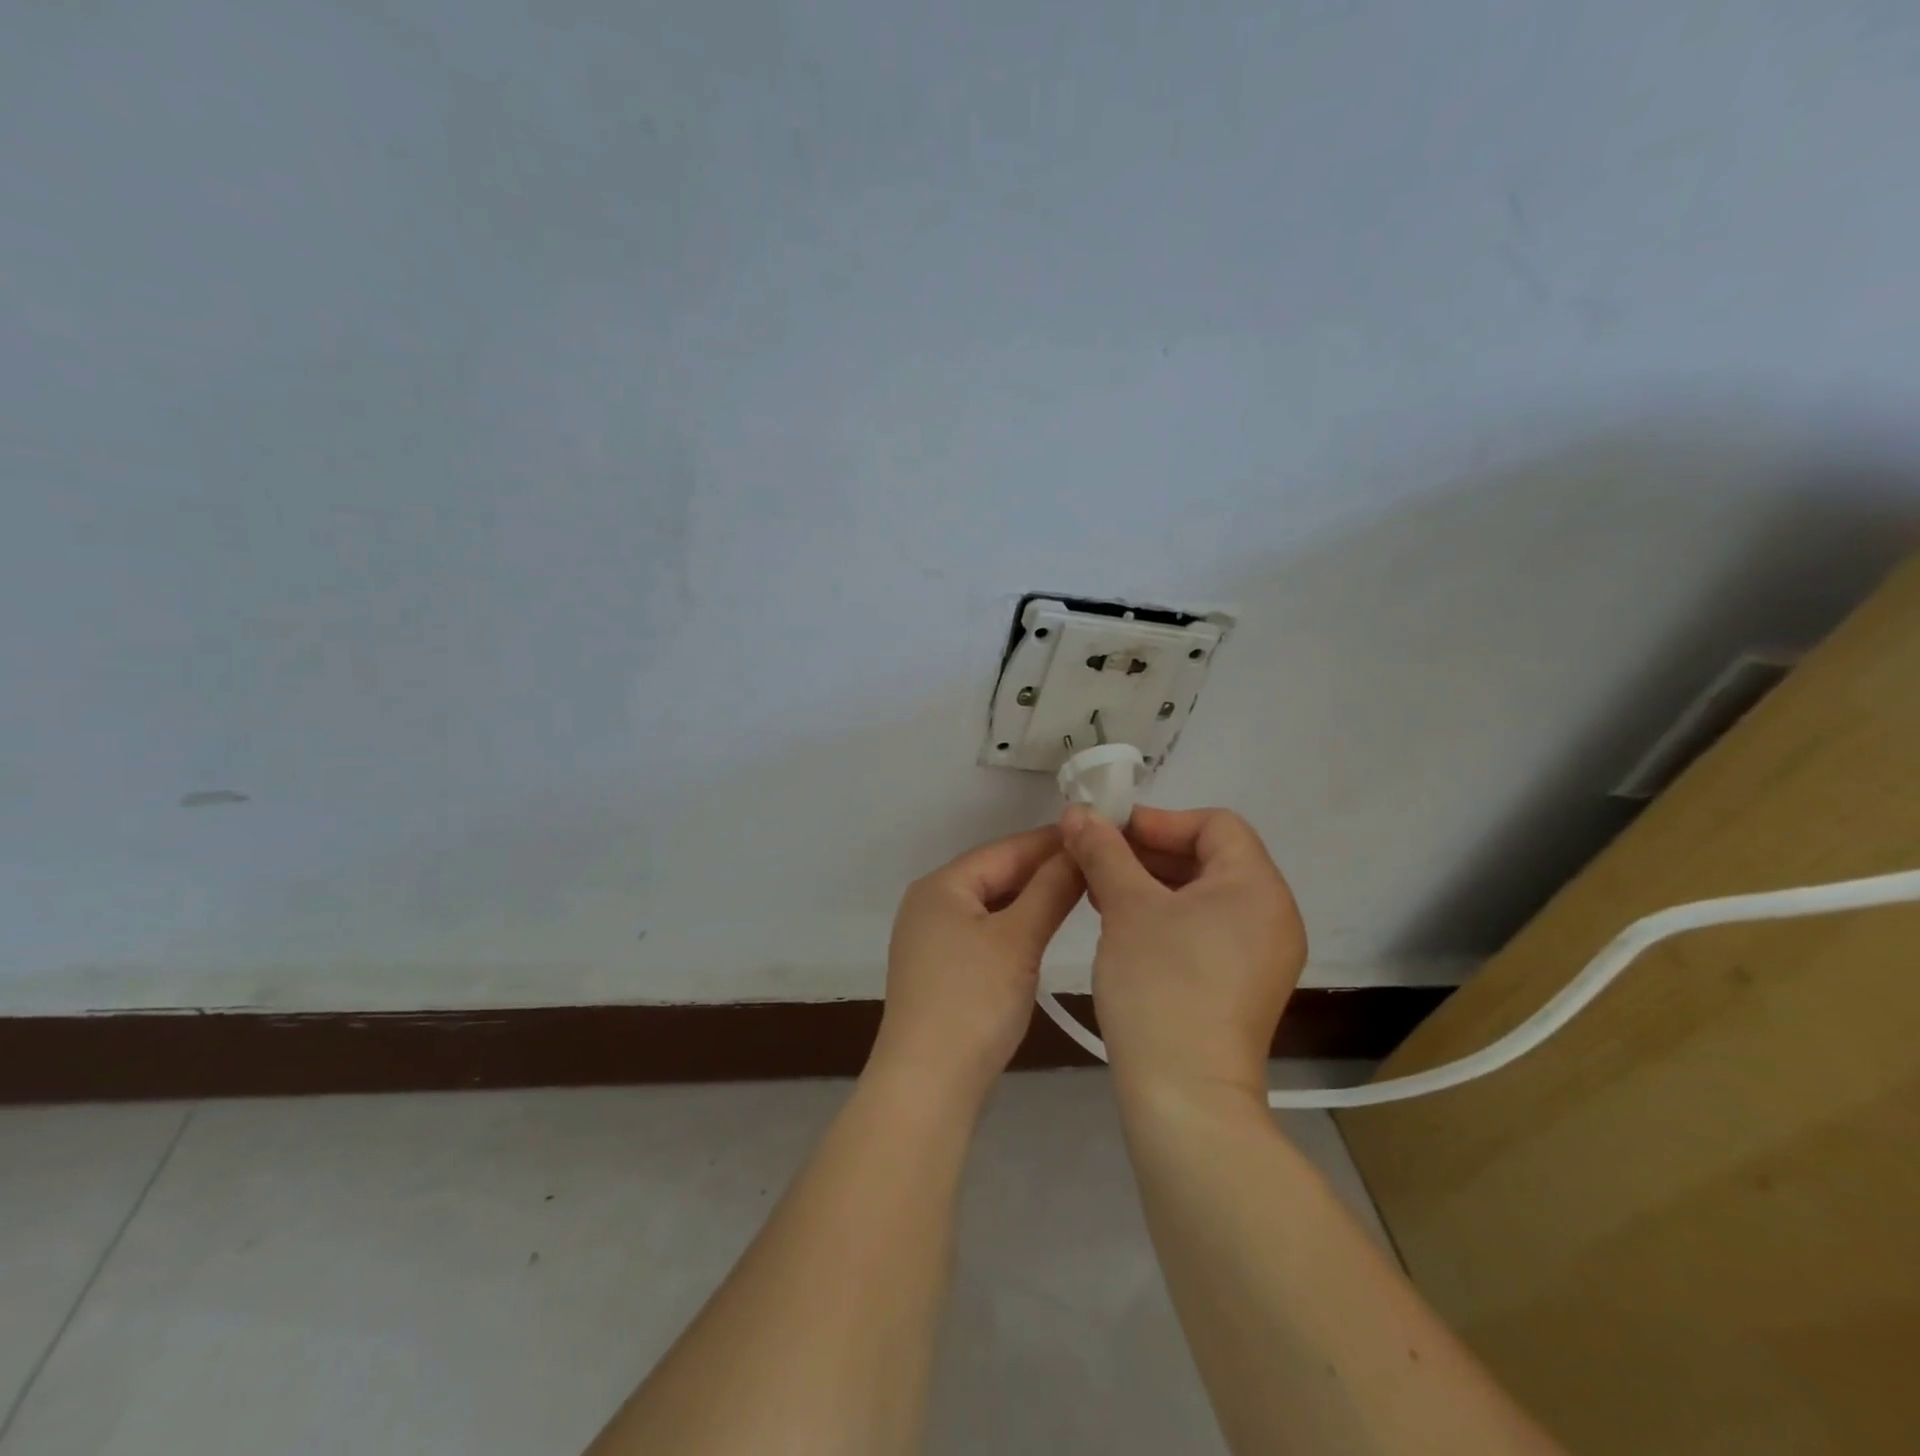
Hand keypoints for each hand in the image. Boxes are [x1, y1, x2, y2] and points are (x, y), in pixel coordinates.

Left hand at [872, 826, 1085, 1101]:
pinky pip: (985, 932)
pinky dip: (1016, 926)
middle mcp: (930, 904)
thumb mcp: (1018, 940)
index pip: (1004, 850)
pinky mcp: (942, 969)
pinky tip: (1045, 930)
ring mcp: (932, 939)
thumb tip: (1079, 848)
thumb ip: (1051, 890)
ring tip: (1081, 892)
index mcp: (940, 886)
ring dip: (1032, 898)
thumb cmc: (972, 1002)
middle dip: (1044, 870)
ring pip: (992, 905)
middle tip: (1098, 865)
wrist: (927, 1085)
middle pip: (996, 875)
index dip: (1051, 842)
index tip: (1098, 835)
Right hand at [1059, 804, 1306, 1103]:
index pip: (1215, 824)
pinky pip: (1208, 930)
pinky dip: (1168, 918)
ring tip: (1102, 893)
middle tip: (1097, 860)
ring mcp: (1263, 955)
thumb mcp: (1126, 907)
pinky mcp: (1245, 986)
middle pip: (1211, 858)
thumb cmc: (1160, 985)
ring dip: (1154, 885)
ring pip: (1205, 896)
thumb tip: (1078, 812)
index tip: (1109, 834)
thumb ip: (1103, 851)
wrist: (1185, 1096)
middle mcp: (1273, 914)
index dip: (1159, 820)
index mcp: (1257, 886)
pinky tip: (1125, 928)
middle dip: (1150, 852)